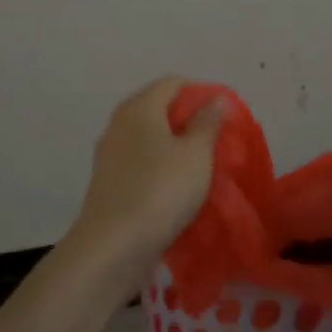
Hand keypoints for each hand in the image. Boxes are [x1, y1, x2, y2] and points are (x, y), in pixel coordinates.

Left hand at [66, 76, 225, 297]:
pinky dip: (159, 167)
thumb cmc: (161, 191)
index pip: (173, 83)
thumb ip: (208, 123)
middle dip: (188, 121)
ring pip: (148, 138)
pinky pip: (139, 163)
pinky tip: (176, 187)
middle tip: (216, 141)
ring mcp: (109, 154)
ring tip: (201, 166)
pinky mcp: (108, 182)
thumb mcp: (196, 155)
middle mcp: (119, 123)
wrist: (112, 247)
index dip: (201, 93)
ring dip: (174, 146)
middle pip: (158, 109)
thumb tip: (217, 99)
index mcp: (140, 107)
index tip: (224, 116)